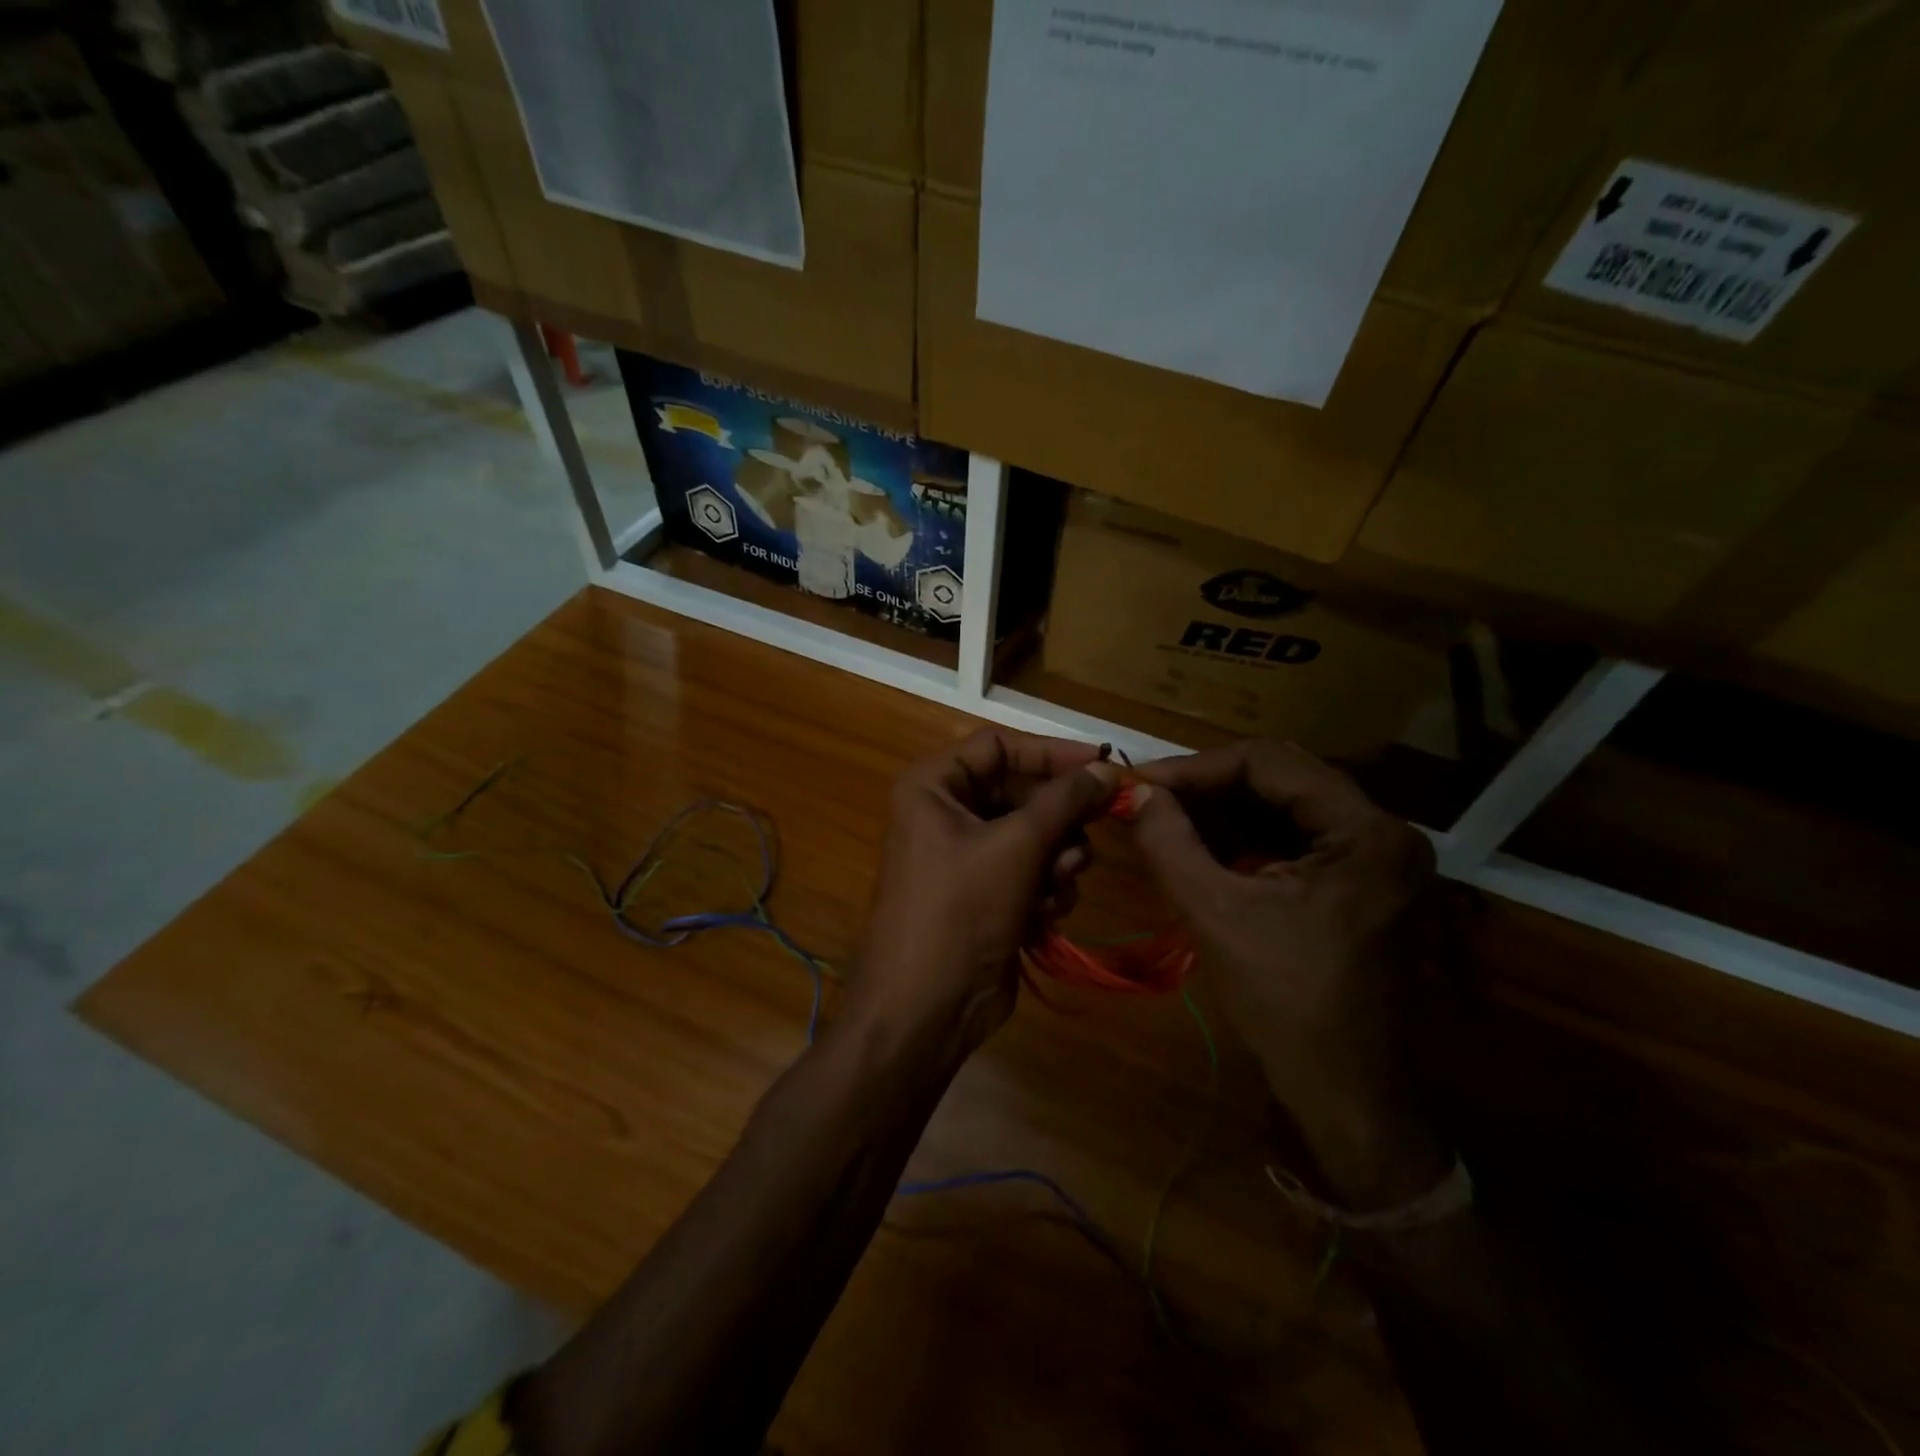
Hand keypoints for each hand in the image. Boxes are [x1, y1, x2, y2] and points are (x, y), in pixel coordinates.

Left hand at [851, 729, 1120, 1050]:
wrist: (925, 1008)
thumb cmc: (960, 911)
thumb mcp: (1016, 846)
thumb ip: (1064, 800)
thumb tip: (1106, 767)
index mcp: (933, 786)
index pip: (999, 746)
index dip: (1051, 753)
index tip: (1103, 764)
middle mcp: (945, 813)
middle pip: (1020, 792)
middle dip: (1057, 819)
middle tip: (1092, 831)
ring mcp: (965, 856)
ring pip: (1033, 834)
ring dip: (1055, 859)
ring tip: (1056, 884)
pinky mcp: (985, 894)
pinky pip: (1030, 871)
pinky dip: (1044, 888)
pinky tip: (1044, 915)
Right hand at [1129, 740, 1448, 1208]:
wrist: (1350, 1094)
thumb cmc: (1287, 1005)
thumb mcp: (1216, 915)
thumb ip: (1170, 843)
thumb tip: (1138, 794)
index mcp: (1365, 832)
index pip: (1269, 762)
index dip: (1197, 767)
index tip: (1143, 783)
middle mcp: (1383, 830)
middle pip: (1282, 777)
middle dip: (1209, 786)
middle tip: (1151, 798)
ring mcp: (1377, 857)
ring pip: (1286, 805)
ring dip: (1224, 809)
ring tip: (1167, 818)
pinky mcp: (1362, 881)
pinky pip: (1295, 837)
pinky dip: (1245, 836)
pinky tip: (1202, 845)